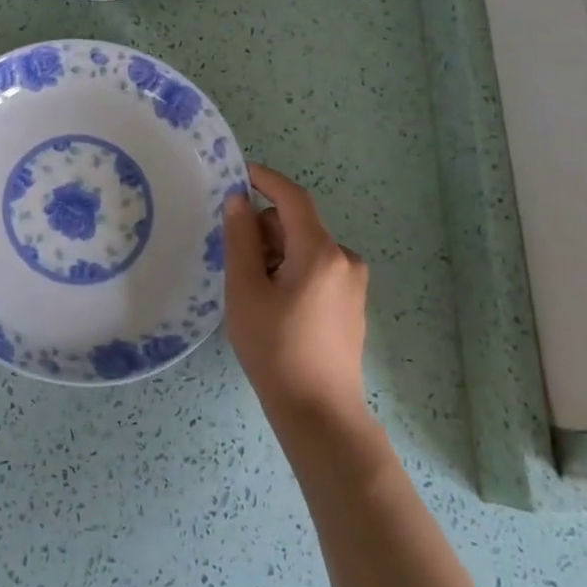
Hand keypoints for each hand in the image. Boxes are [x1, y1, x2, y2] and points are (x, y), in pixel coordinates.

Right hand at [221, 163, 370, 421]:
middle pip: (297, 225)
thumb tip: (238, 201)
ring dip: (276, 254)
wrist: (319, 412)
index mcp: (320, 252)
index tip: (238, 174)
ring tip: (252, 291)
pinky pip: (317, 270)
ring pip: (305, 249)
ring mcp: (353, 284)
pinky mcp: (352, 304)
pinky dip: (292, 272)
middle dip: (264, 230)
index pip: (293, 198)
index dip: (265, 180)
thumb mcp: (245, 291)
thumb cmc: (275, 348)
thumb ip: (240, 240)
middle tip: (234, 259)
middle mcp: (344, 259)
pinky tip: (275, 306)